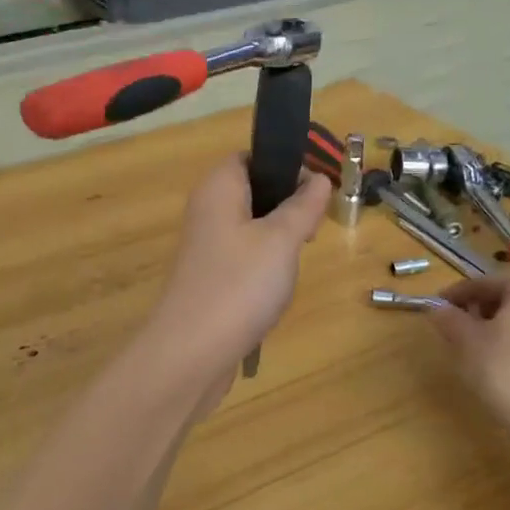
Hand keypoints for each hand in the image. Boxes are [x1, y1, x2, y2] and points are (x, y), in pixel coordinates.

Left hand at [147, 155, 331, 374]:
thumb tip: (318, 178)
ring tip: (297, 261)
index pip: (248, 157)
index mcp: (217, 189)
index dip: (283, 165)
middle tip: (312, 230)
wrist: (192, 352)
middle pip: (251, 193)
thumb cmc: (239, 284)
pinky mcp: (209, 280)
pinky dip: (263, 268)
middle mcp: (206, 212)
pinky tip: (277, 290)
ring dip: (278, 241)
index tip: (314, 190)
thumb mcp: (281, 239)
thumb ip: (302, 205)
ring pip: (250, 229)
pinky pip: (242, 260)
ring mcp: (205, 249)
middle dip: (286, 206)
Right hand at [430, 267, 509, 426]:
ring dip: (507, 323)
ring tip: (485, 345)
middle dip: (484, 308)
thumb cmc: (505, 370)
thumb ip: (449, 318)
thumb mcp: (466, 341)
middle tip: (461, 328)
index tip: (437, 307)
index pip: (485, 283)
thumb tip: (437, 309)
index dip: (456, 296)